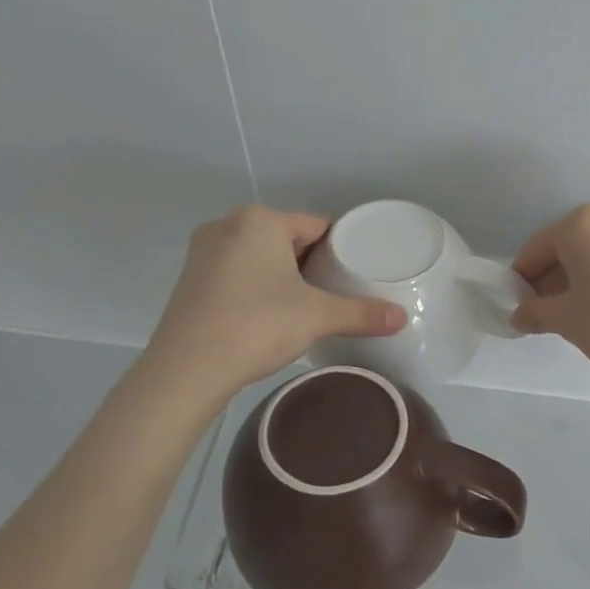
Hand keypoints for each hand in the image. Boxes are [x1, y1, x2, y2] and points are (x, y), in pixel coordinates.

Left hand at [139, 206, 406, 401]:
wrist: (187, 369)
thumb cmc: (257, 325)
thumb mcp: (317, 317)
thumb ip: (361, 313)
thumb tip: (402, 318)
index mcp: (260, 220)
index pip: (316, 225)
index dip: (340, 249)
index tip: (356, 273)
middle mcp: (228, 225)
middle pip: (286, 238)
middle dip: (311, 262)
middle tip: (337, 291)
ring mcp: (203, 252)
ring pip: (259, 255)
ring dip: (282, 274)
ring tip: (307, 304)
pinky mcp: (190, 279)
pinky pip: (236, 272)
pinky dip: (256, 286)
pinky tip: (270, 314)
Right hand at [509, 204, 589, 389]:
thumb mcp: (567, 320)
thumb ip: (536, 312)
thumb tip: (520, 315)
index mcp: (580, 224)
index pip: (538, 247)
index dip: (523, 277)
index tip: (518, 304)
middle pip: (568, 244)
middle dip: (551, 275)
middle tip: (543, 310)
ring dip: (578, 274)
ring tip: (573, 310)